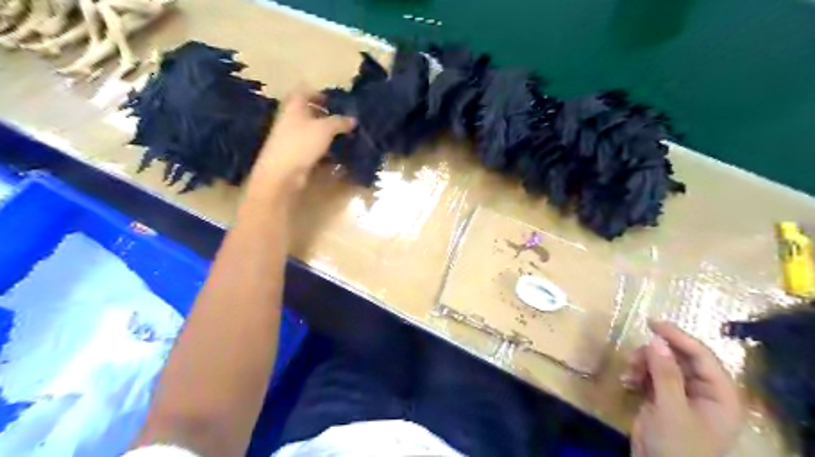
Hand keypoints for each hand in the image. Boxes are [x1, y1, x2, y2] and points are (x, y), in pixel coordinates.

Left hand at [254, 89, 355, 190]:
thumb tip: (353, 119)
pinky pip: (313, 147)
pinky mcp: (296, 155)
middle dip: (327, 115)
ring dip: (327, 134)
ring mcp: (292, 138)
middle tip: (344, 120)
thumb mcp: (325, 128)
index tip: (334, 100)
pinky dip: (325, 149)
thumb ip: (340, 122)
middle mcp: (291, 119)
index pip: (304, 91)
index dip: (319, 93)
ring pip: (312, 131)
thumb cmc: (302, 143)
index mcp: (294, 106)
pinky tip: (337, 154)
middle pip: (309, 112)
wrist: (282, 172)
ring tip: (345, 137)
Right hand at [625, 321, 743, 456]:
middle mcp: (704, 391)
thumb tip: (656, 340)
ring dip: (642, 364)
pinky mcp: (663, 399)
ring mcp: (682, 395)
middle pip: (680, 358)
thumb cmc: (677, 446)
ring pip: (662, 364)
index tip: (653, 323)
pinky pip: (650, 376)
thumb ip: (665, 373)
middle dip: (655, 354)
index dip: (679, 337)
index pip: (702, 356)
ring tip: (628, 373)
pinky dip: (637, 375)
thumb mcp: (670, 408)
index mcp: (720, 395)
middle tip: (634, 355)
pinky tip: (626, 382)